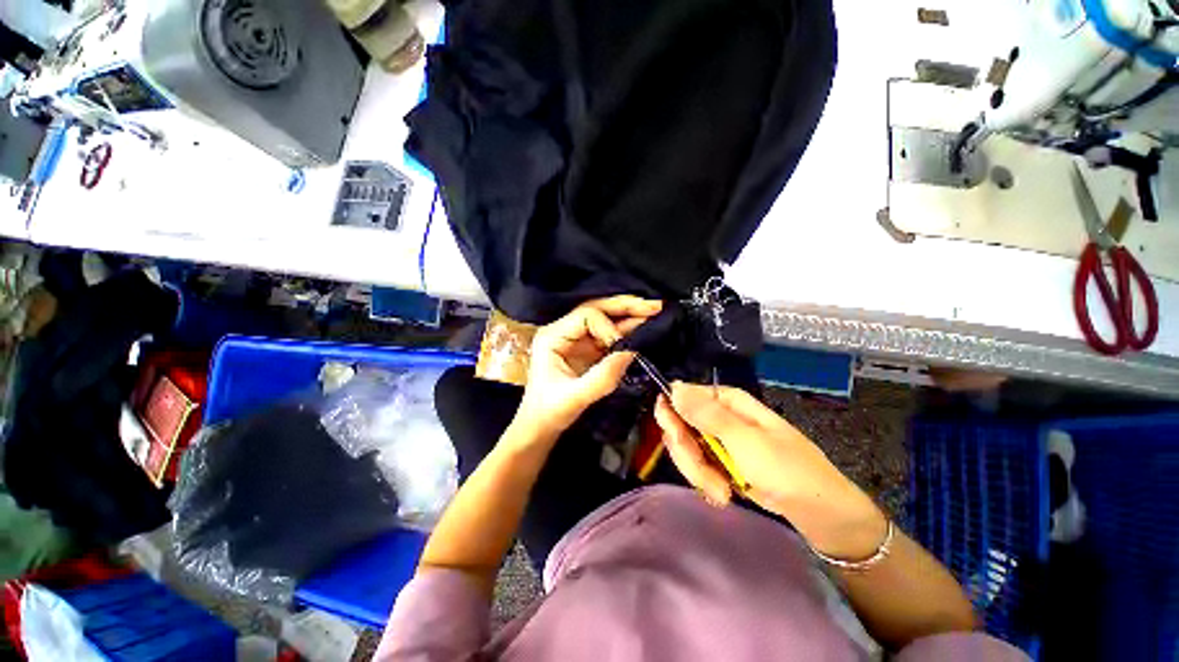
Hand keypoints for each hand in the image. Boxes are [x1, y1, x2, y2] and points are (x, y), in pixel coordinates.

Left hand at [512, 296, 661, 443]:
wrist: (540, 426)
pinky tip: (644, 326)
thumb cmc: (549, 412)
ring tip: (655, 310)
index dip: (608, 327)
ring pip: (606, 318)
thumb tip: (632, 353)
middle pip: (597, 309)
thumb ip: (603, 377)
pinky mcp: (587, 349)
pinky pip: (610, 334)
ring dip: (630, 315)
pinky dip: (628, 330)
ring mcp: (576, 339)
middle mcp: (564, 331)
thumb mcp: (575, 398)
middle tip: (654, 305)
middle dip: (626, 306)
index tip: (622, 347)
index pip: (586, 316)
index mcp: (553, 336)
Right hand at [654, 383, 887, 559]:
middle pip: (679, 426)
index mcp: (725, 400)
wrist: (818, 512)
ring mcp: (718, 441)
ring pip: (686, 450)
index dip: (672, 417)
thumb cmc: (786, 469)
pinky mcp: (720, 462)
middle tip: (707, 474)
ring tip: (724, 492)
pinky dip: (708, 483)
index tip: (680, 440)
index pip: (681, 396)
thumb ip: (705, 414)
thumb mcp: (744, 440)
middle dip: (689, 455)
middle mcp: (718, 416)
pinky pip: (698, 467)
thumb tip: (674, 387)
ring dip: (700, 474)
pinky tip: (725, 495)